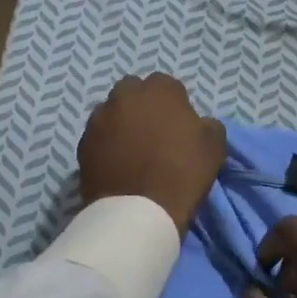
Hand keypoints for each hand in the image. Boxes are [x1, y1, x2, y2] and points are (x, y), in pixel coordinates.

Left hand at [77, 73, 225, 235]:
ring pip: (112, 112)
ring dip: (121, 123)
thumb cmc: (181, 172)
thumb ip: (207, 124)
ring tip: (132, 149)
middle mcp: (124, 96)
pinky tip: (116, 163)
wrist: (138, 211)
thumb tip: (199, 123)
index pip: (167, 86)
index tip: (179, 125)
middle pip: (134, 92)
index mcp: (159, 90)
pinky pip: (98, 136)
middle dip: (142, 106)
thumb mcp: (214, 146)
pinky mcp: (82, 143)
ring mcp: (99, 118)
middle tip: (153, 132)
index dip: (174, 104)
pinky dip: (106, 144)